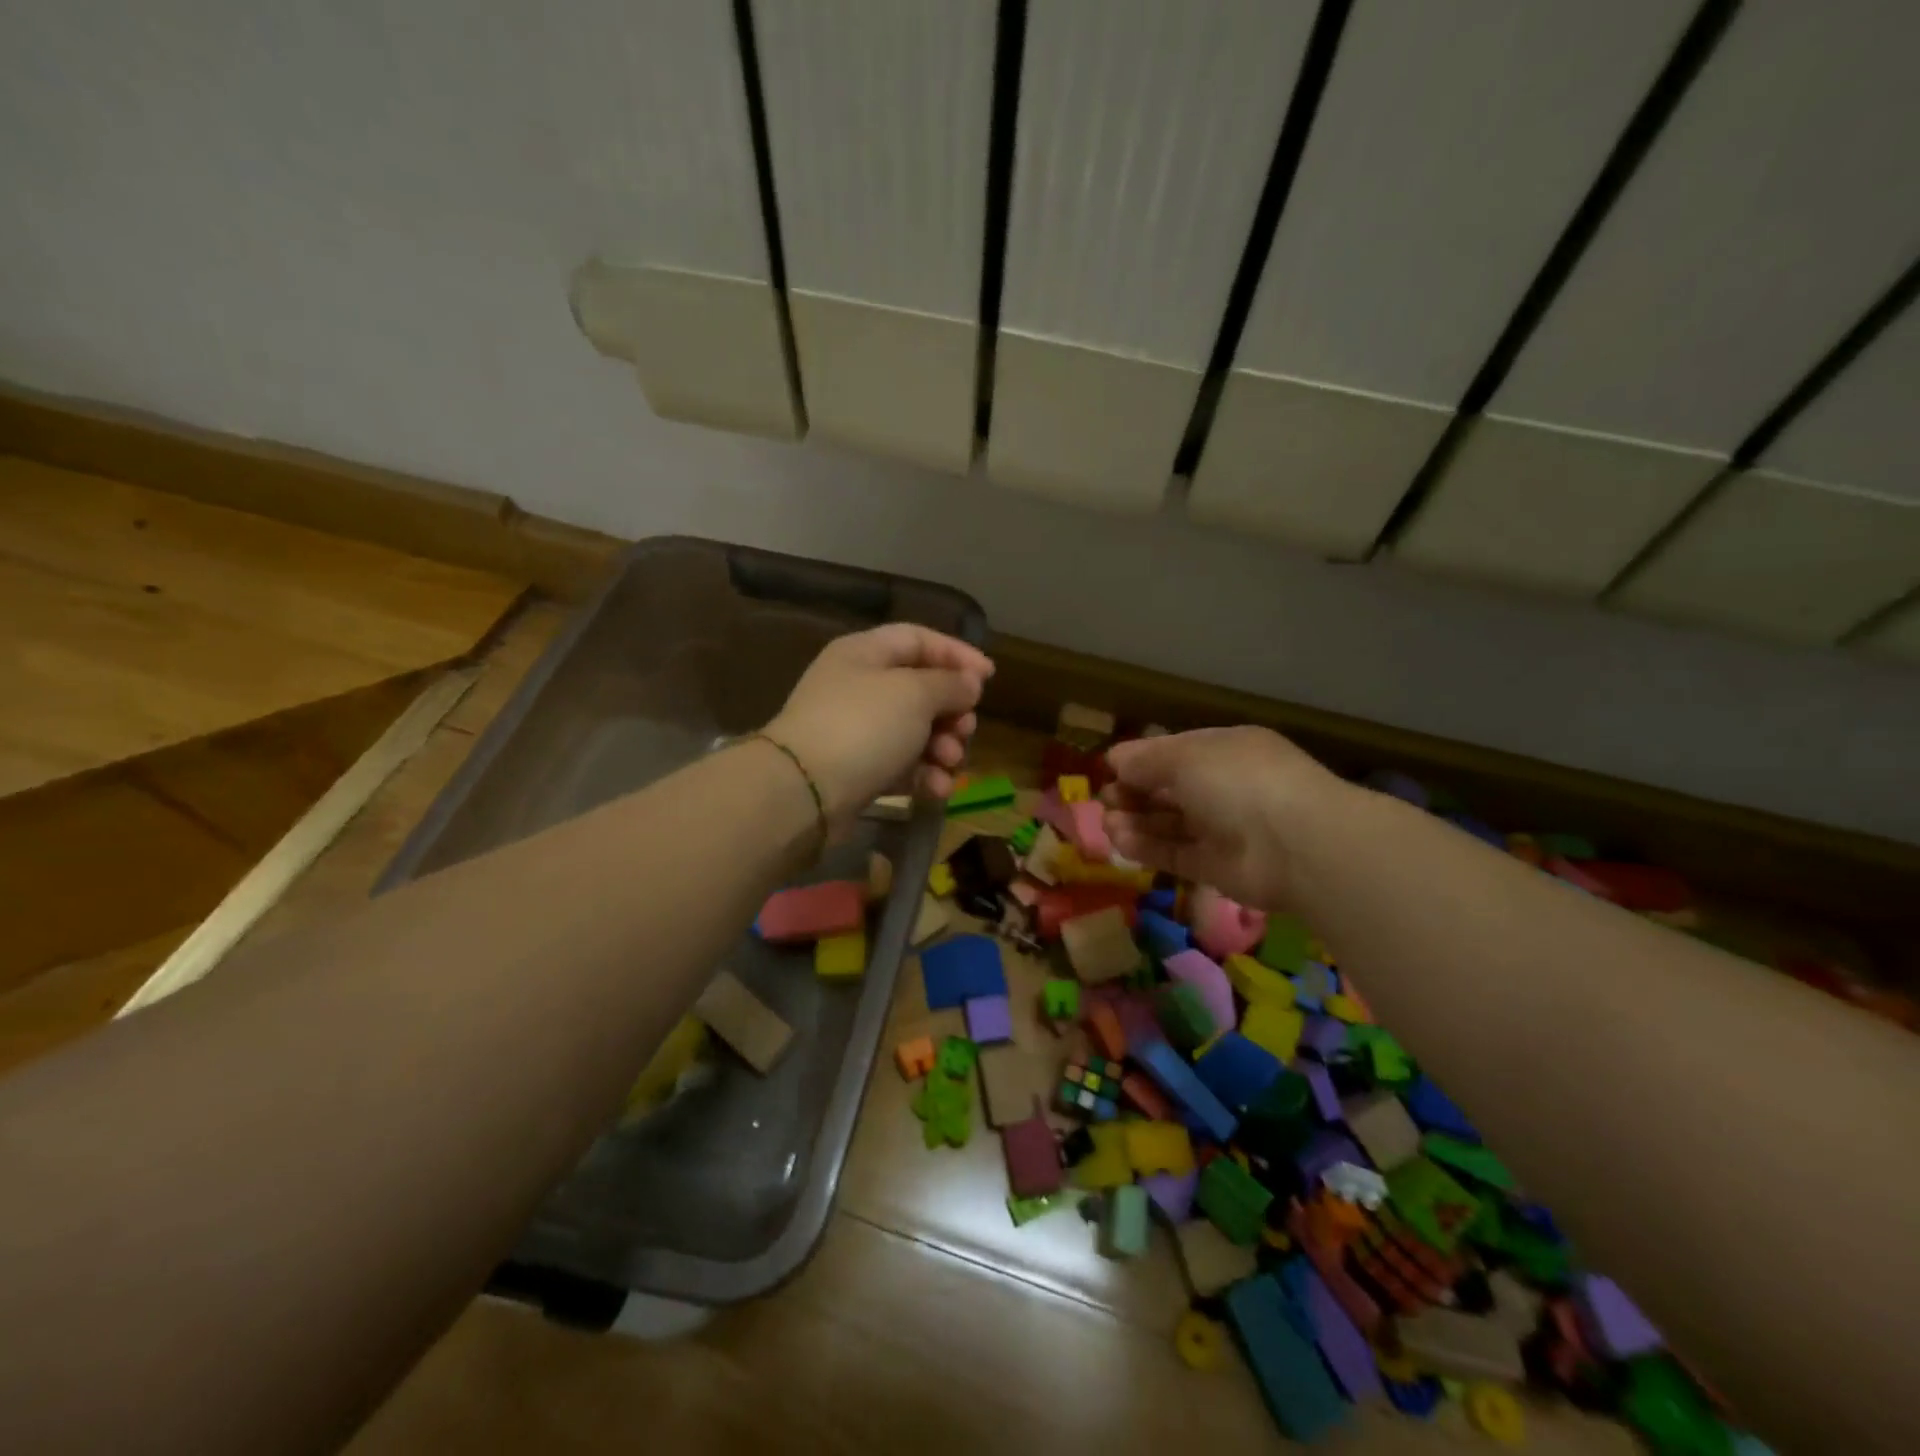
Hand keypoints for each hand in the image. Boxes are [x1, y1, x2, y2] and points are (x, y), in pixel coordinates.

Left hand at [765, 624, 993, 825]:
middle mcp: (858, 686)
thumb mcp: (915, 694)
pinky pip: (901, 765)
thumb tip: (969, 683)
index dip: (956, 654)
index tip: (989, 677)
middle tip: (967, 728)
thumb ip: (949, 684)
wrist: (804, 792)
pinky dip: (923, 774)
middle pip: (920, 689)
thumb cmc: (863, 726)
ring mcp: (856, 731)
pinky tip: (937, 789)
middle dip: (952, 710)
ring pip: (915, 731)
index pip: (918, 639)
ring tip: (951, 761)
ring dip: (942, 746)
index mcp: (865, 653)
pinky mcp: (857, 771)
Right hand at [1101, 727, 1346, 911]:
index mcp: (1224, 751)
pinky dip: (1147, 848)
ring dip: (1136, 822)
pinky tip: (1120, 841)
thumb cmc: (1238, 782)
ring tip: (1108, 824)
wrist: (1296, 845)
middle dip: (1134, 793)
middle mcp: (1224, 787)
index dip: (1141, 760)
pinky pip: (1175, 853)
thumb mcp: (1186, 757)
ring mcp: (1222, 829)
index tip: (1109, 769)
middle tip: (1107, 800)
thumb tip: (1115, 759)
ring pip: (1170, 823)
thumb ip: (1146, 760)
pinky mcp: (1217, 867)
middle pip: (1169, 789)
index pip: (1175, 752)